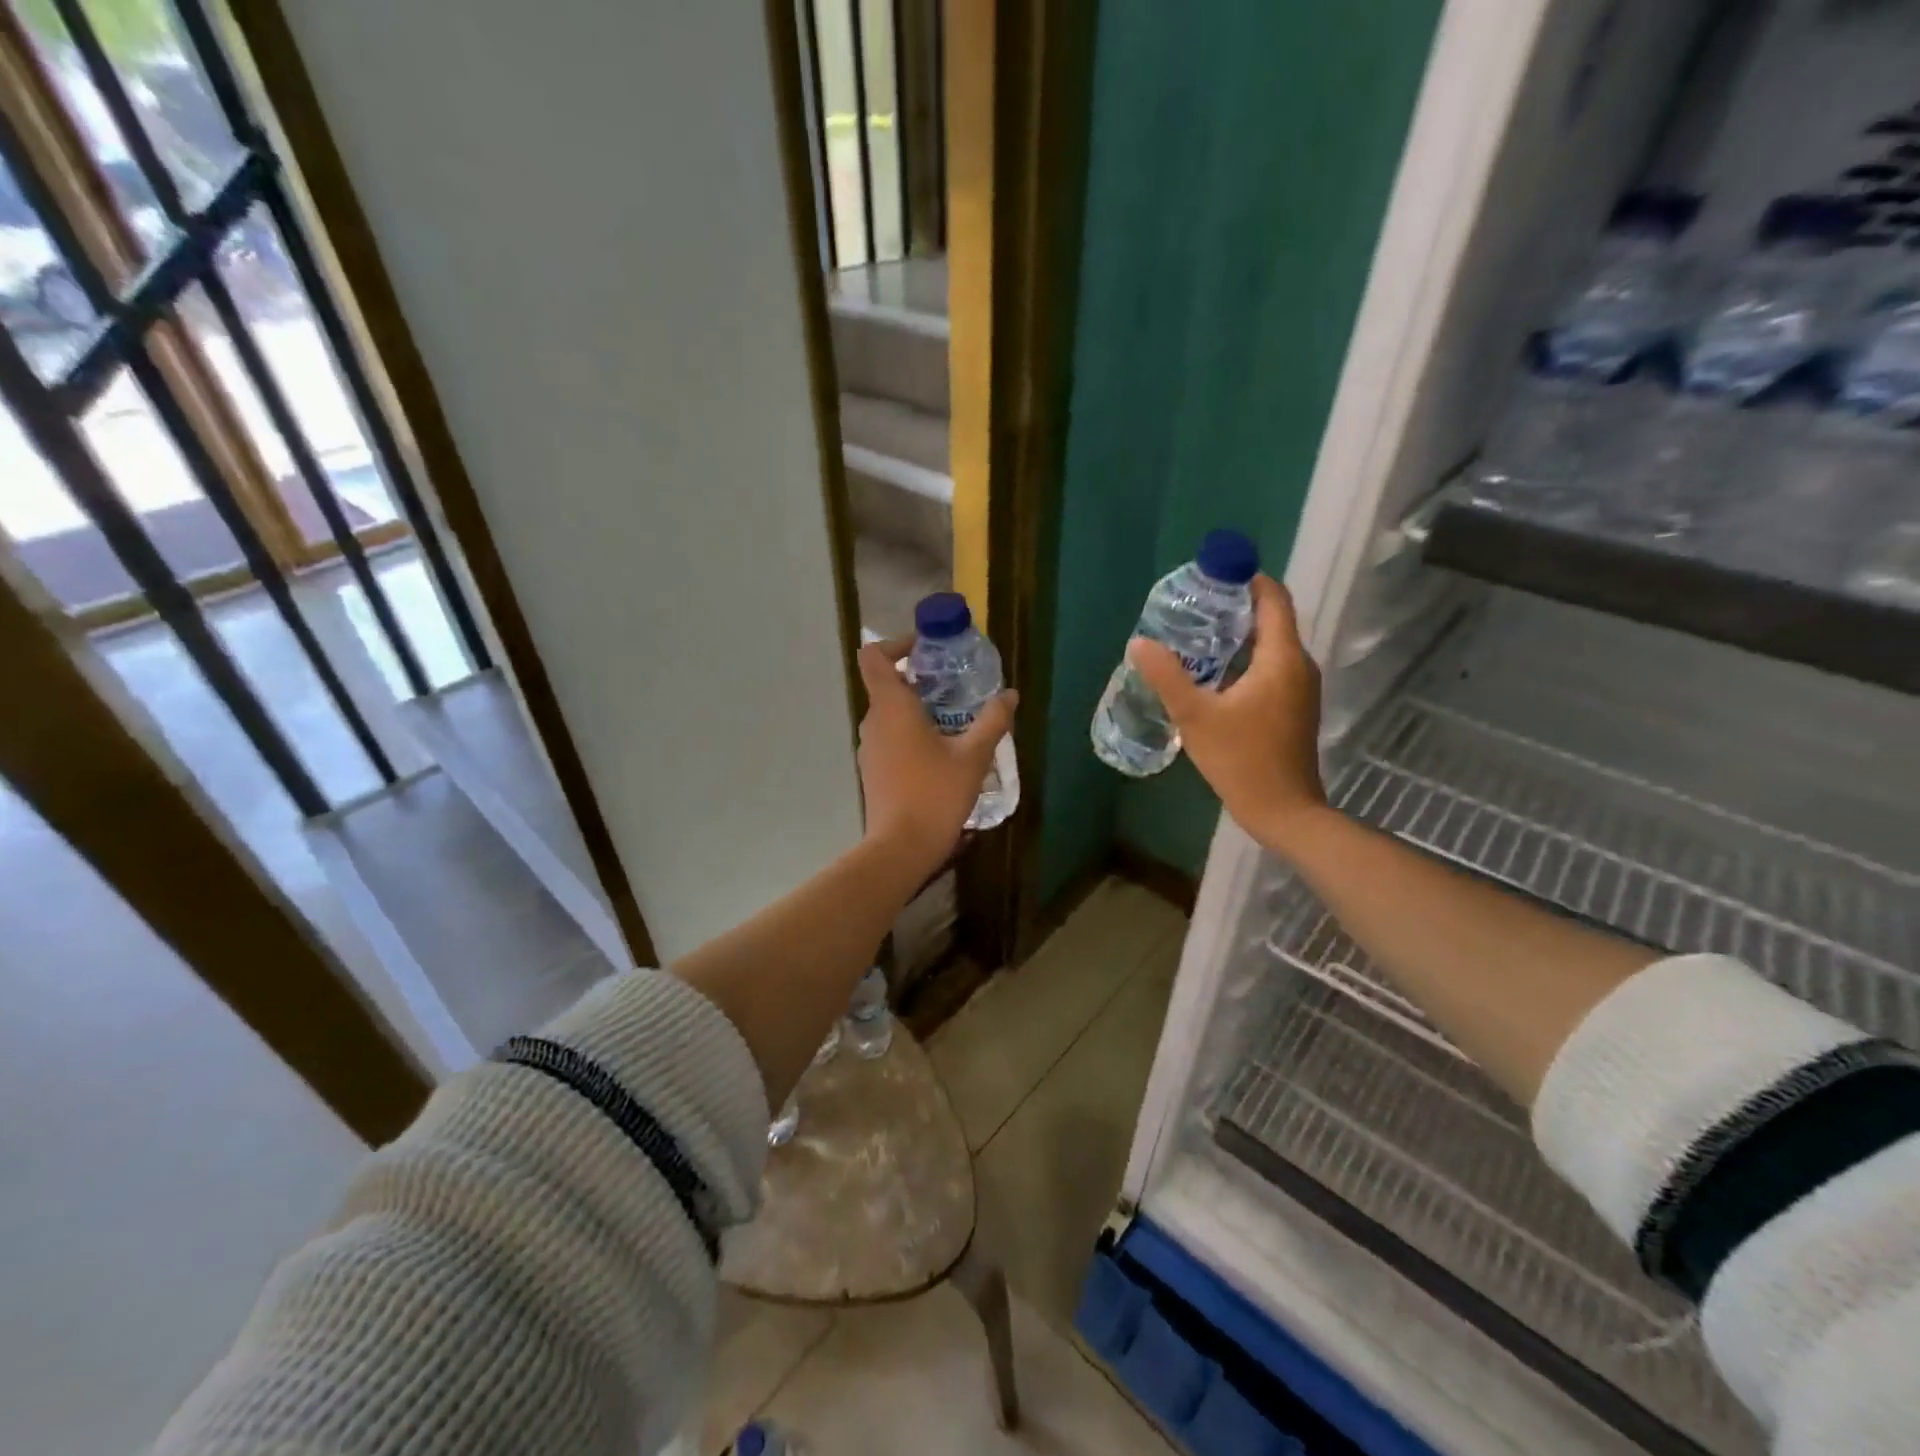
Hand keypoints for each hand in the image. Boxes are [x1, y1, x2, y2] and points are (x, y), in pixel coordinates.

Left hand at [856, 635, 1016, 878]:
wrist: (901, 848)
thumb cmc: (935, 794)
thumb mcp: (973, 756)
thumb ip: (992, 721)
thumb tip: (1010, 694)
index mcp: (892, 707)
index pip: (874, 657)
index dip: (896, 644)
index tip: (926, 651)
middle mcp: (873, 722)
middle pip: (886, 685)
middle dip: (919, 680)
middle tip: (956, 687)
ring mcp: (869, 748)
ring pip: (890, 715)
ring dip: (918, 710)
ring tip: (955, 721)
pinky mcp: (873, 771)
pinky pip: (890, 739)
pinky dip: (911, 735)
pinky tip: (941, 754)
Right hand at [1129, 574, 1327, 856]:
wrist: (1283, 811)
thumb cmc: (1242, 760)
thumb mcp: (1195, 716)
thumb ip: (1167, 676)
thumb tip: (1140, 643)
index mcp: (1281, 658)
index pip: (1273, 599)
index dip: (1247, 579)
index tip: (1213, 574)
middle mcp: (1298, 665)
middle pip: (1271, 620)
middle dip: (1235, 607)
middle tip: (1193, 605)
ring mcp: (1300, 688)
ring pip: (1270, 646)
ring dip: (1238, 636)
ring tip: (1196, 635)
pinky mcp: (1294, 707)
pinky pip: (1271, 668)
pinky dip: (1245, 659)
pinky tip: (1214, 674)